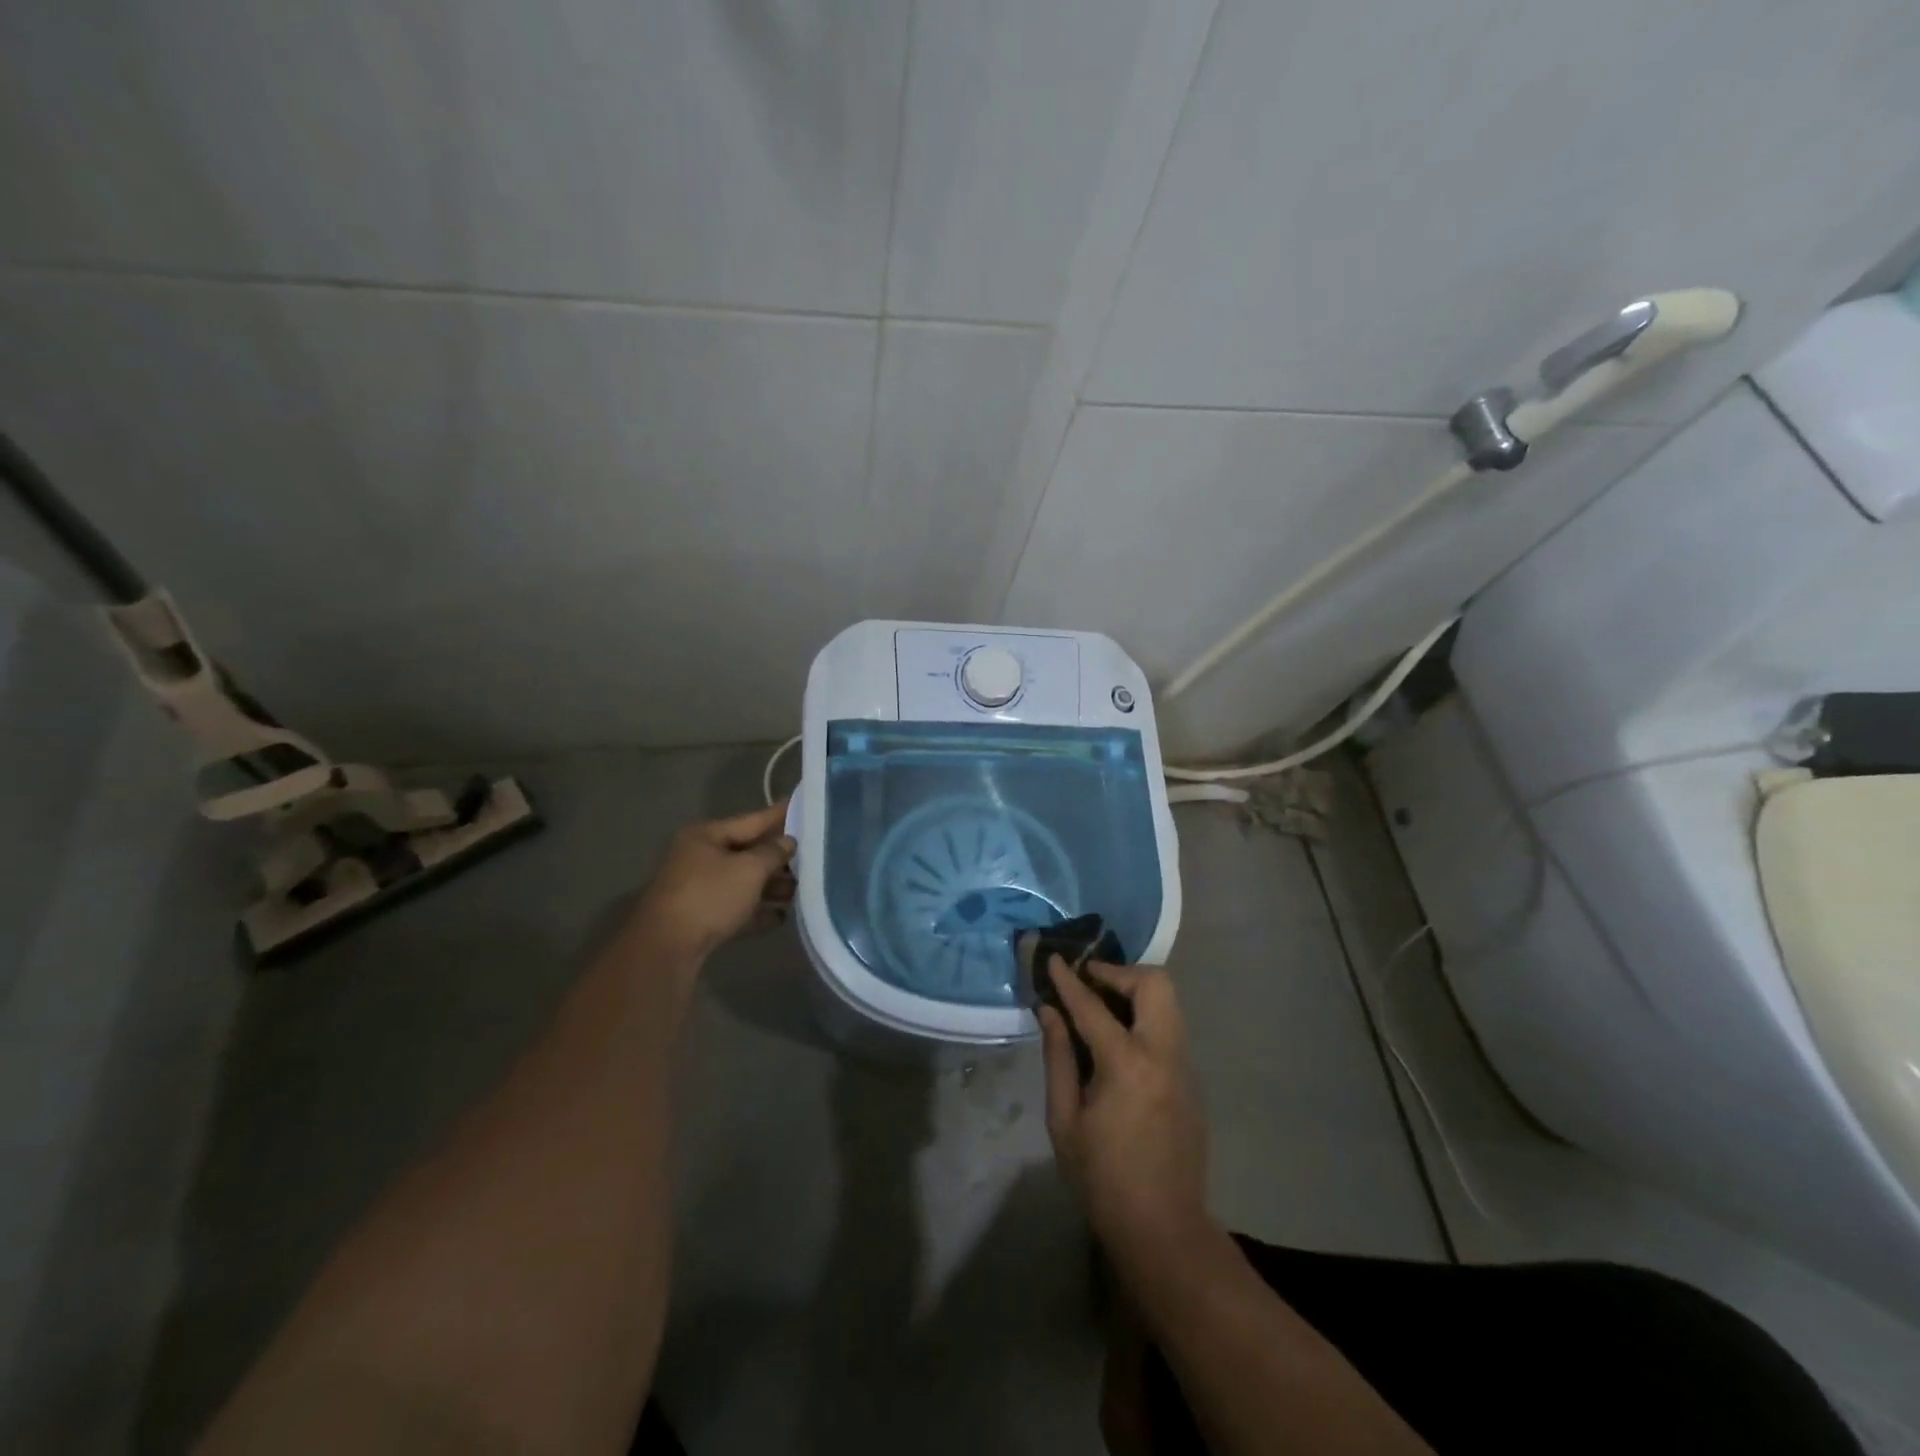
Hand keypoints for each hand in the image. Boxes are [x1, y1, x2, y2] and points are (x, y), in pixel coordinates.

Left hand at [626, 801, 796, 966]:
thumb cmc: (710, 896)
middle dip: (779, 858)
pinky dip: (757, 911)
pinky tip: (782, 917)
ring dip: (771, 887)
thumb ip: (773, 853)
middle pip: (748, 852)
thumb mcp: (749, 869)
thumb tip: (788, 842)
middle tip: (813, 856)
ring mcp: (698, 890)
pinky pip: (736, 909)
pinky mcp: (701, 919)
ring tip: (802, 891)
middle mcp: (700, 858)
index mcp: (705, 836)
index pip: (751, 820)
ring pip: (743, 882)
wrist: (666, 949)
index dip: (779, 815)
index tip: (804, 805)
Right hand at [1040, 961, 1211, 1267]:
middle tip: (1087, 982)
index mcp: (1127, 1064)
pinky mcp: (1192, 1080)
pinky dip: (1145, 1016)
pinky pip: (1170, 1027)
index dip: (1069, 979)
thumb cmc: (1102, 1179)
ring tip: (1100, 1005)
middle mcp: (1163, 1053)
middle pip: (1154, 983)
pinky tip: (1119, 1038)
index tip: (1053, 958)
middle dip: (1118, 972)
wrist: (1164, 1229)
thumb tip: (1050, 1012)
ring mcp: (1184, 1065)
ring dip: (1134, 991)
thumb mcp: (1064, 1120)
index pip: (1092, 1005)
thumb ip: (1058, 1057)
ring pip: (1168, 1001)